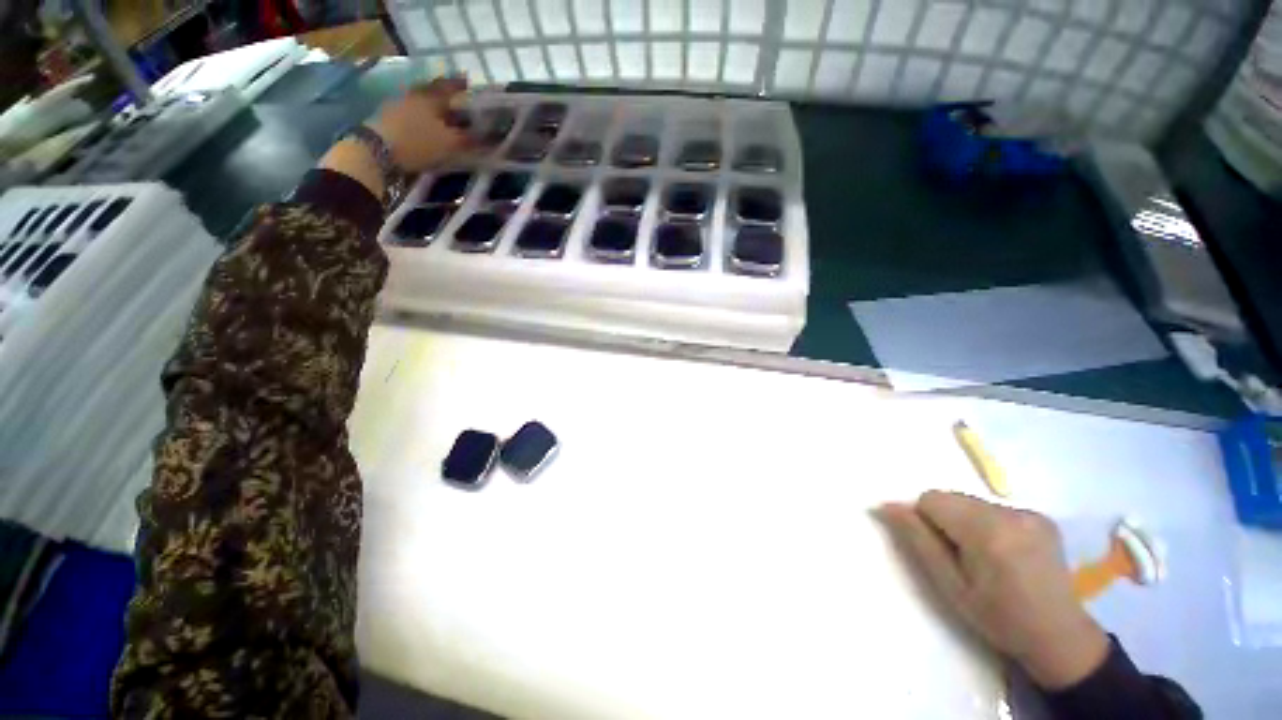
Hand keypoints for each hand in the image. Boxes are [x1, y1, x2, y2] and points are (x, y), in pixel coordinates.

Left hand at [366, 76, 474, 172]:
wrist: (377, 151)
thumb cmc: (419, 142)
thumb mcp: (450, 143)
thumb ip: (470, 140)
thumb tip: (491, 138)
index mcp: (431, 97)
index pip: (449, 87)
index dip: (459, 85)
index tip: (468, 83)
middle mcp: (415, 96)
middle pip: (433, 94)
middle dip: (446, 98)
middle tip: (457, 104)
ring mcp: (399, 106)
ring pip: (422, 104)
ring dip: (433, 110)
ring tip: (444, 120)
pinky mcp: (389, 119)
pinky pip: (412, 115)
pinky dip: (422, 120)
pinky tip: (428, 129)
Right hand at [877, 491, 1108, 689]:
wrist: (1059, 636)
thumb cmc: (997, 617)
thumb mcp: (948, 584)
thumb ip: (917, 539)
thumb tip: (885, 505)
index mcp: (987, 531)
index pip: (932, 499)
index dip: (925, 521)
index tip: (938, 550)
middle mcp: (1011, 513)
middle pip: (952, 497)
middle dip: (945, 520)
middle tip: (959, 557)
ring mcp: (1030, 513)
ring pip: (971, 502)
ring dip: (965, 521)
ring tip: (983, 557)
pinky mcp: (1040, 516)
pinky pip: (993, 508)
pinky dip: (986, 524)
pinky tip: (1003, 552)